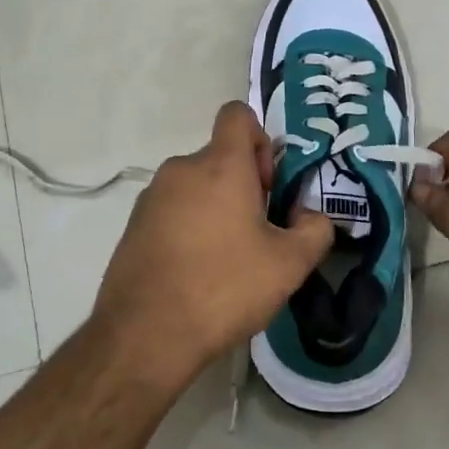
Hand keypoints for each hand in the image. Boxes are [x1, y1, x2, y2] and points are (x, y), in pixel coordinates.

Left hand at [91, 102, 334, 386]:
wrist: (146, 333)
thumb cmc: (224, 287)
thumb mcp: (289, 265)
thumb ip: (315, 230)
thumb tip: (309, 216)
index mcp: (220, 166)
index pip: (237, 115)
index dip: (260, 139)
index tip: (267, 185)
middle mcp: (181, 169)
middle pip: (220, 158)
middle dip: (243, 186)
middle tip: (258, 234)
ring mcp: (151, 197)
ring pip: (196, 187)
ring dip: (216, 208)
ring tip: (227, 260)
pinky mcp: (133, 225)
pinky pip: (172, 211)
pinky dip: (188, 227)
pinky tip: (196, 272)